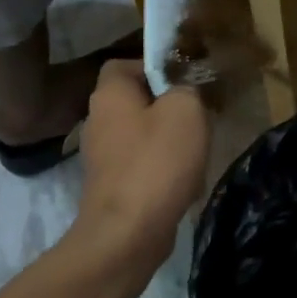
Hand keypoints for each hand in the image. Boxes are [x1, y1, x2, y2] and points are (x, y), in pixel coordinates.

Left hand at [70, 61, 210, 279]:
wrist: (127, 233)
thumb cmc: (157, 162)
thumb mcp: (186, 110)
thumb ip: (186, 89)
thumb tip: (183, 93)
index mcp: (109, 94)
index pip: (125, 64)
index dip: (154, 66)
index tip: (184, 80)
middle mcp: (98, 120)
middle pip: (136, 101)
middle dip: (169, 107)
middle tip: (198, 115)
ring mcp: (101, 156)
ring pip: (142, 134)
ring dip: (170, 141)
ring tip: (197, 151)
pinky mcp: (111, 186)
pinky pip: (142, 165)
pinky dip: (163, 169)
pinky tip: (185, 183)